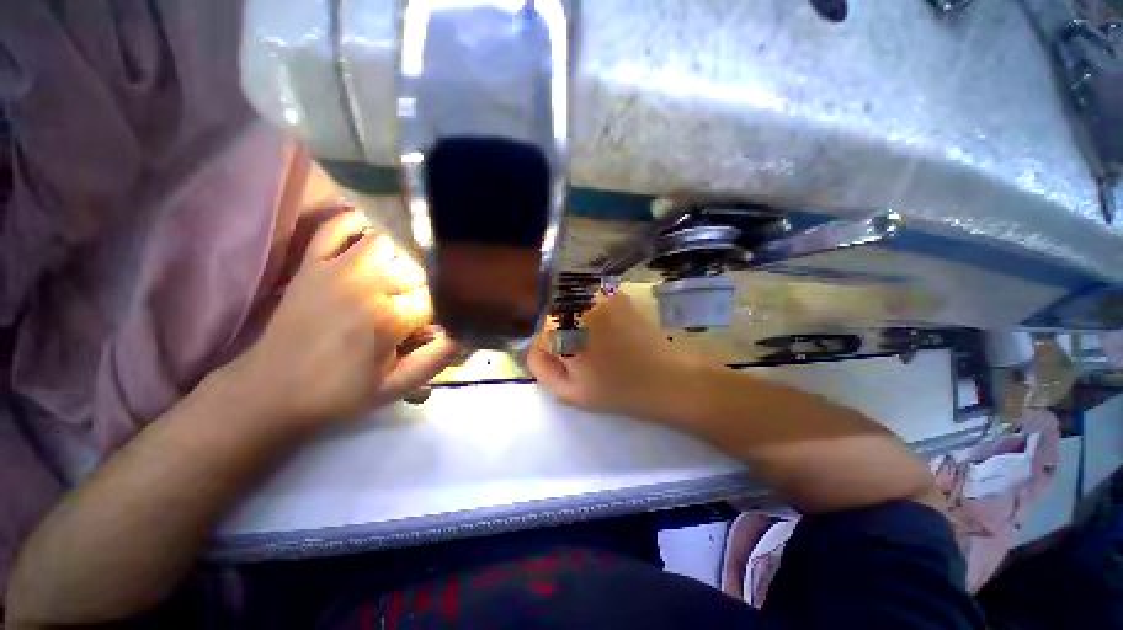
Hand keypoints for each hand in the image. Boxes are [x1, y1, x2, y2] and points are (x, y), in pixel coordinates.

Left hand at [231, 210, 459, 427]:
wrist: (271, 391)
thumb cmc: (339, 392)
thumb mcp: (397, 386)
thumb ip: (437, 358)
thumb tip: (469, 333)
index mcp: (388, 317)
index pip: (439, 297)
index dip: (450, 307)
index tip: (448, 319)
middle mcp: (367, 283)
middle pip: (420, 269)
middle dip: (429, 288)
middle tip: (425, 308)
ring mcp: (336, 267)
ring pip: (390, 242)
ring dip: (405, 258)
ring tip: (406, 278)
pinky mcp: (313, 262)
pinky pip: (337, 227)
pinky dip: (357, 223)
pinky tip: (373, 231)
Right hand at [527, 292, 708, 418]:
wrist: (667, 377)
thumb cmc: (617, 390)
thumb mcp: (570, 393)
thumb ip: (541, 369)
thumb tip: (534, 348)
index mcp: (563, 330)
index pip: (538, 330)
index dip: (547, 347)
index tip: (562, 360)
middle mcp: (578, 305)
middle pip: (553, 312)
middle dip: (559, 331)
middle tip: (579, 353)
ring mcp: (599, 296)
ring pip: (571, 303)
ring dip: (575, 319)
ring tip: (595, 342)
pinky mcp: (617, 294)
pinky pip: (591, 299)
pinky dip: (591, 311)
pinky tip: (607, 329)